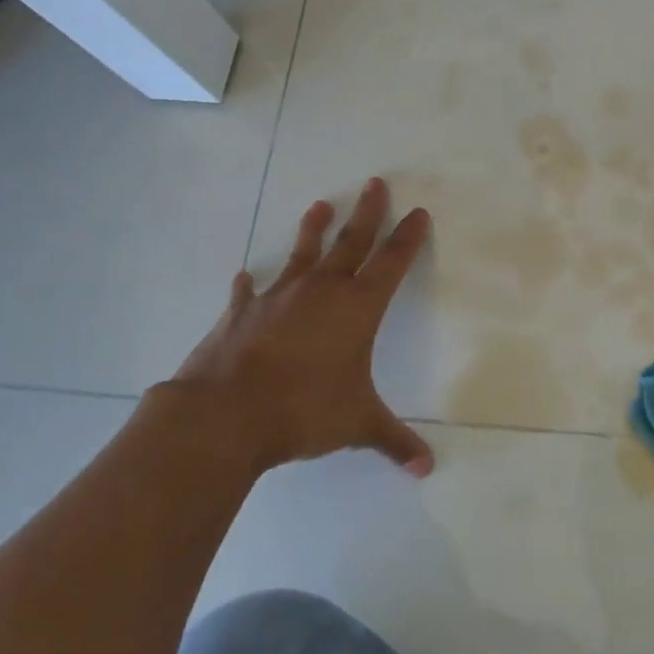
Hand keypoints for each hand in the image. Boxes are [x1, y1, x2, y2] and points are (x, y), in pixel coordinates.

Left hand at [155, 178, 434, 477]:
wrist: (226, 415)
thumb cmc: (305, 411)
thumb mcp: (358, 425)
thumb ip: (393, 442)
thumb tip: (427, 469)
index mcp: (357, 308)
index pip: (392, 262)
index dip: (407, 237)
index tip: (417, 212)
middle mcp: (322, 291)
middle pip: (351, 241)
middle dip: (368, 212)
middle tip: (375, 183)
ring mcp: (278, 297)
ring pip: (303, 253)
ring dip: (314, 229)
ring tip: (321, 204)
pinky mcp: (241, 313)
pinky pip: (249, 292)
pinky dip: (250, 284)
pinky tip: (245, 277)